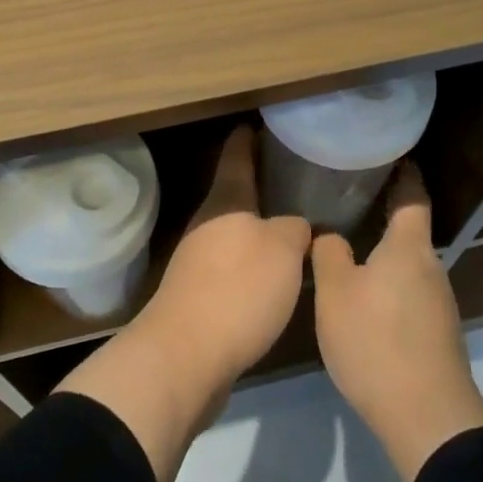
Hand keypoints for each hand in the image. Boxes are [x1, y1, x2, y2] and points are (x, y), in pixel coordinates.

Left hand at [57, 125, 310, 481]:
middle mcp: (206, 226)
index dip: (247, 140)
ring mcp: (196, 263)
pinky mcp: (197, 299)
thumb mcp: (283, 251)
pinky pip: (231, 270)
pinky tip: (274, 280)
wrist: (185, 357)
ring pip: (233, 235)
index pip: (237, 158)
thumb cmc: (237, 290)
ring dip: (257, 232)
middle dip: (259, 189)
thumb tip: (297, 227)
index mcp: (225, 203)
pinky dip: (251, 267)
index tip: (256, 123)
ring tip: (291, 231)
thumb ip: (295, 230)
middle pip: (234, 198)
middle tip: (292, 181)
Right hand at [311, 163, 482, 481]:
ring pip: (408, 266)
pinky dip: (389, 286)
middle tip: (349, 201)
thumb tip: (330, 234)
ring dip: (385, 255)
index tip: (390, 155)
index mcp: (409, 248)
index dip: (403, 173)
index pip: (412, 196)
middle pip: (410, 232)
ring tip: (350, 248)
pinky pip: (410, 294)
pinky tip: (365, 300)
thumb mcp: (335, 293)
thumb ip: (329, 254)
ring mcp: (439, 304)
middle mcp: (431, 268)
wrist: (427, 419)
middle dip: (384, 215)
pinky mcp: (437, 335)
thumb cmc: (377, 342)